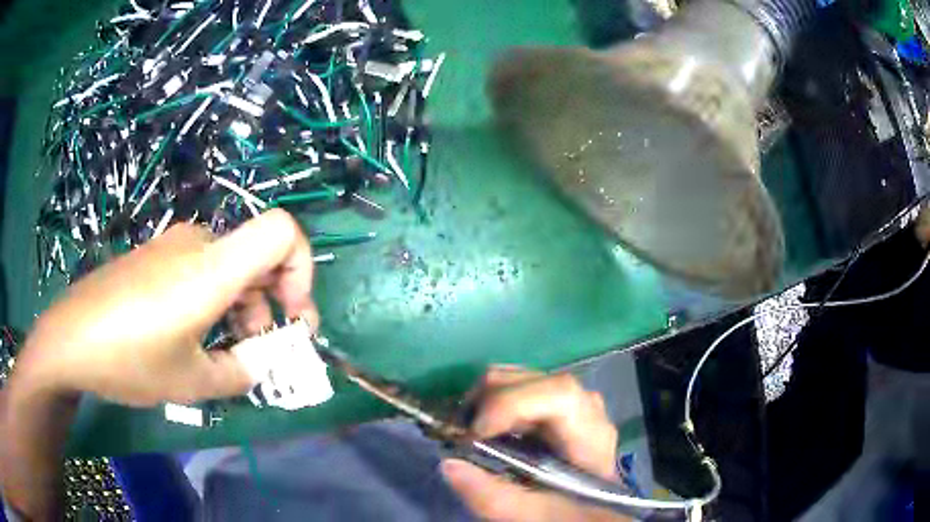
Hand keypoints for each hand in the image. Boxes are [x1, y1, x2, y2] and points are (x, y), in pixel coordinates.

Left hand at [14, 208, 315, 405]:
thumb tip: (258, 364)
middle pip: (257, 257)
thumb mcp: (191, 382)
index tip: (291, 315)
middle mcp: (198, 243)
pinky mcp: (155, 255)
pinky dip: (213, 300)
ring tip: (222, 353)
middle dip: (270, 306)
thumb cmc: (130, 358)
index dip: (302, 268)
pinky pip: (200, 269)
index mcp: (212, 268)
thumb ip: (240, 373)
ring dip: (240, 307)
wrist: (70, 337)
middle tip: (257, 352)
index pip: (283, 231)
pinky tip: (191, 336)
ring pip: (228, 266)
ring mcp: (172, 246)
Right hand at [441, 367, 629, 521]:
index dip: (511, 403)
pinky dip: (490, 402)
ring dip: (485, 400)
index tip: (475, 434)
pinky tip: (484, 430)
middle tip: (462, 435)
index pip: (559, 394)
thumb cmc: (568, 513)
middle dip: (488, 401)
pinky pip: (516, 387)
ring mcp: (567, 400)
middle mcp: (584, 406)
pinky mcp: (551, 403)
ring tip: (470, 433)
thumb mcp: (533, 514)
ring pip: (521, 377)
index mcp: (591, 434)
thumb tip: (449, 463)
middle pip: (534, 381)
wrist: (588, 509)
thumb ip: (493, 498)